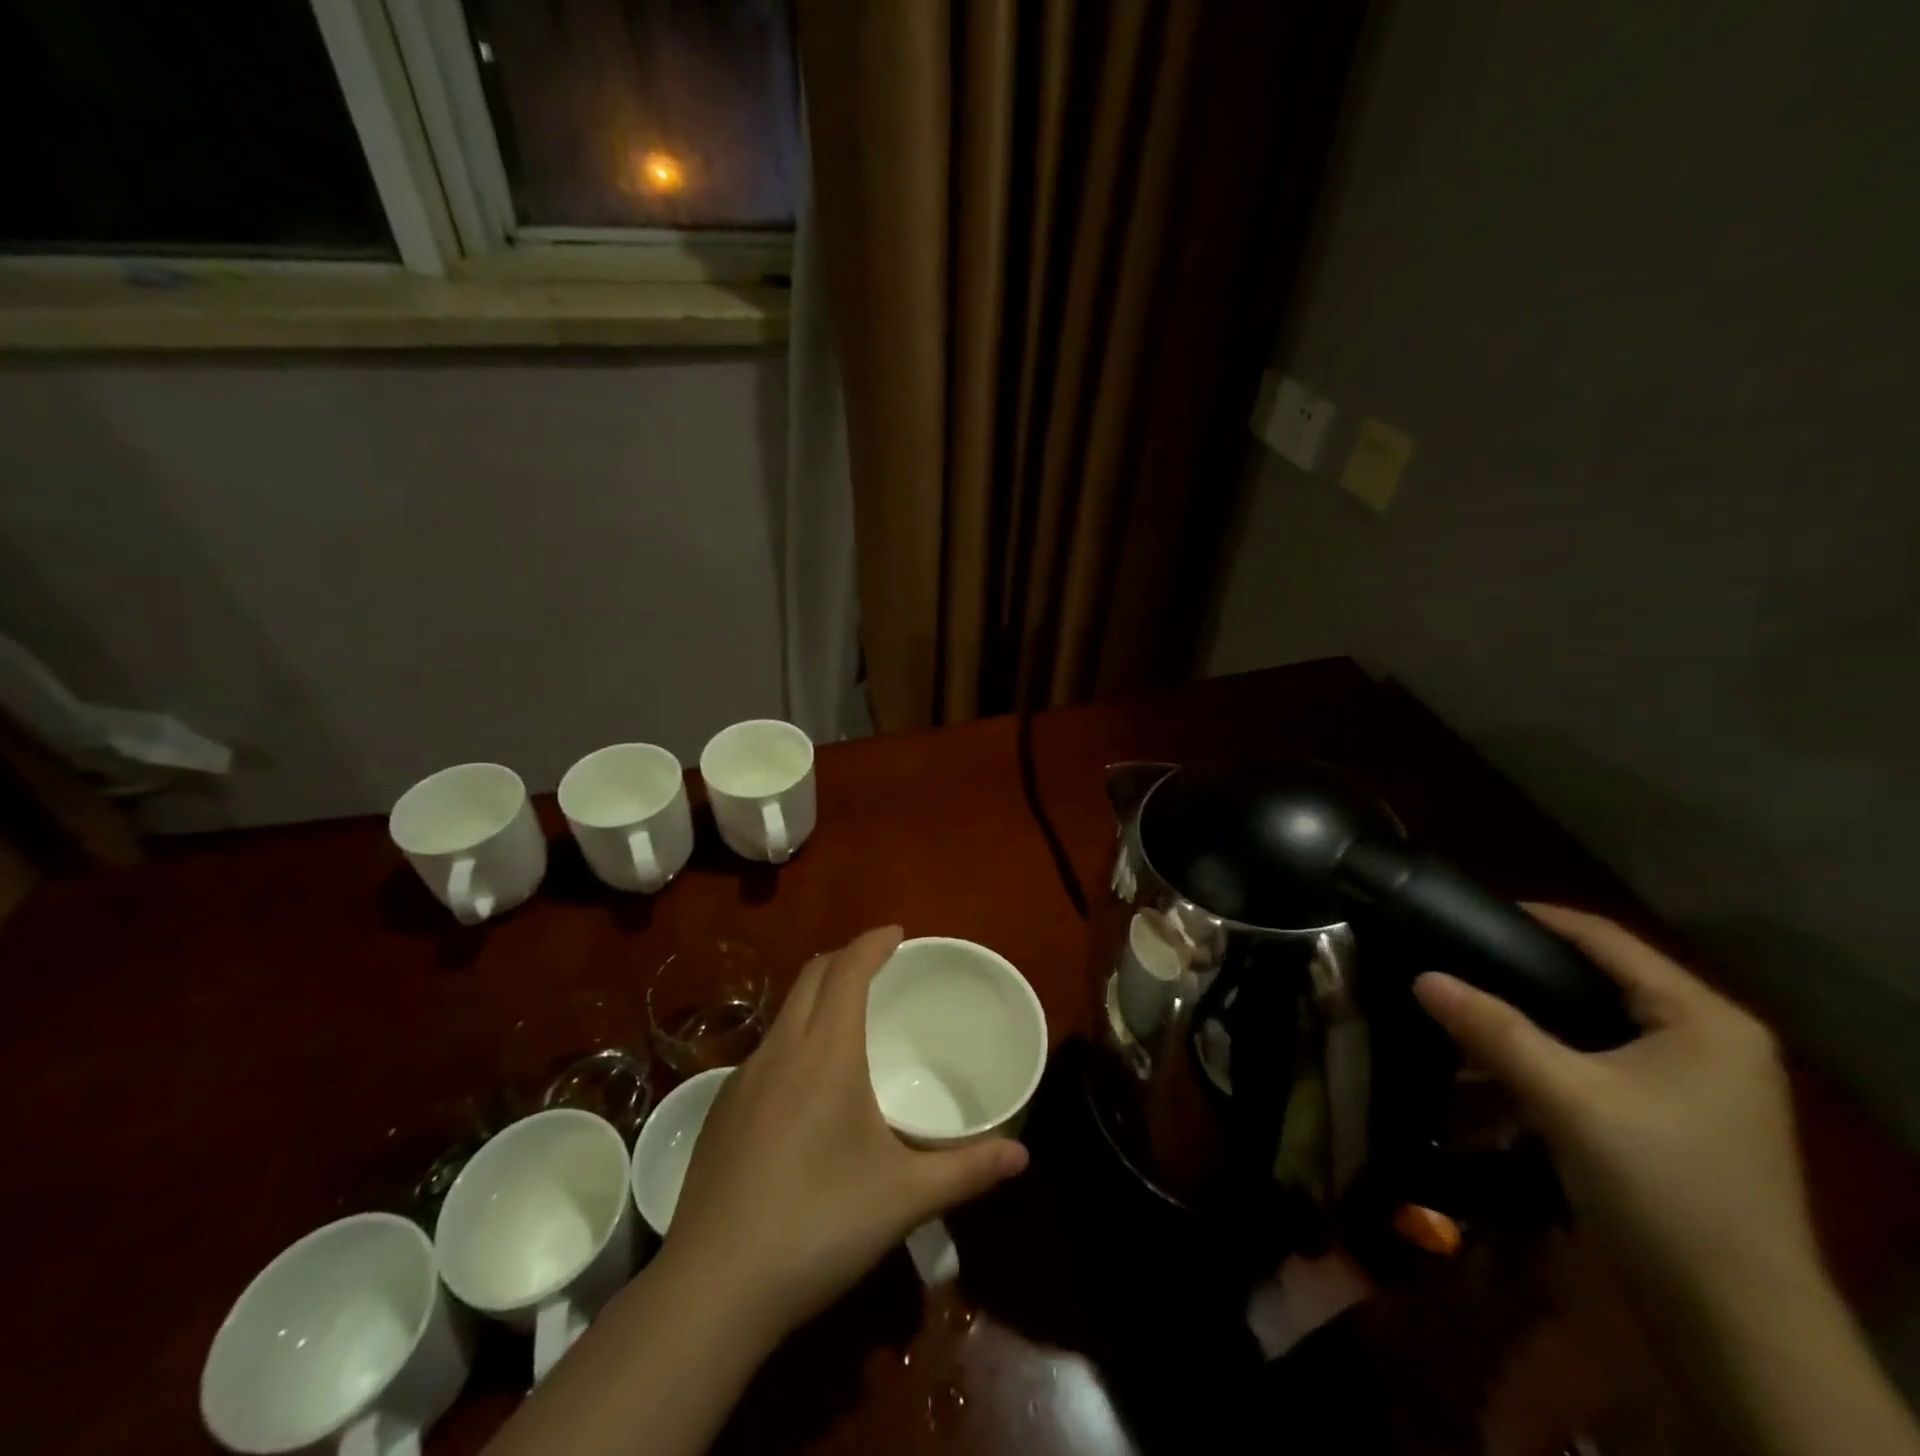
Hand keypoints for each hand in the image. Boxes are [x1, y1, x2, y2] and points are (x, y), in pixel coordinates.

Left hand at [661, 926, 1029, 1339]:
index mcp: (826, 1053)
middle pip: (811, 976)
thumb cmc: (819, 1225)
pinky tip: (805, 1087)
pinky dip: (793, 1037)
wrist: (713, 1288)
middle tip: (878, 966)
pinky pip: (765, 1050)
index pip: (847, 970)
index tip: (896, 933)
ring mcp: (742, 1079)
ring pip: (784, 1012)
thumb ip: (967, 1171)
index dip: (872, 942)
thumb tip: (1022, 1157)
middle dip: (845, 958)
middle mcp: (781, 1050)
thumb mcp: (904, 1197)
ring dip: (817, 996)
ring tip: (847, 1020)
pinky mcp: (720, 1112)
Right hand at [1412, 906, 1817, 1307]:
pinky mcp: (1676, 1119)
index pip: (1606, 939)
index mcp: (1703, 1018)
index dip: (1534, 918)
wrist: (1734, 1322)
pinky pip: (1598, 1062)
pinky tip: (1494, 1060)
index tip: (1463, 912)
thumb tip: (1422, 976)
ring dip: (1530, 1016)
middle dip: (1522, 968)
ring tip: (1462, 1004)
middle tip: (1453, 956)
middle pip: (1598, 979)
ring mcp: (1696, 1083)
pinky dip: (1548, 1054)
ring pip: (1594, 1023)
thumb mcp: (1566, 1097)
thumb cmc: (1660, 1185)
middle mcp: (1708, 1039)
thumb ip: (1492, 1029)